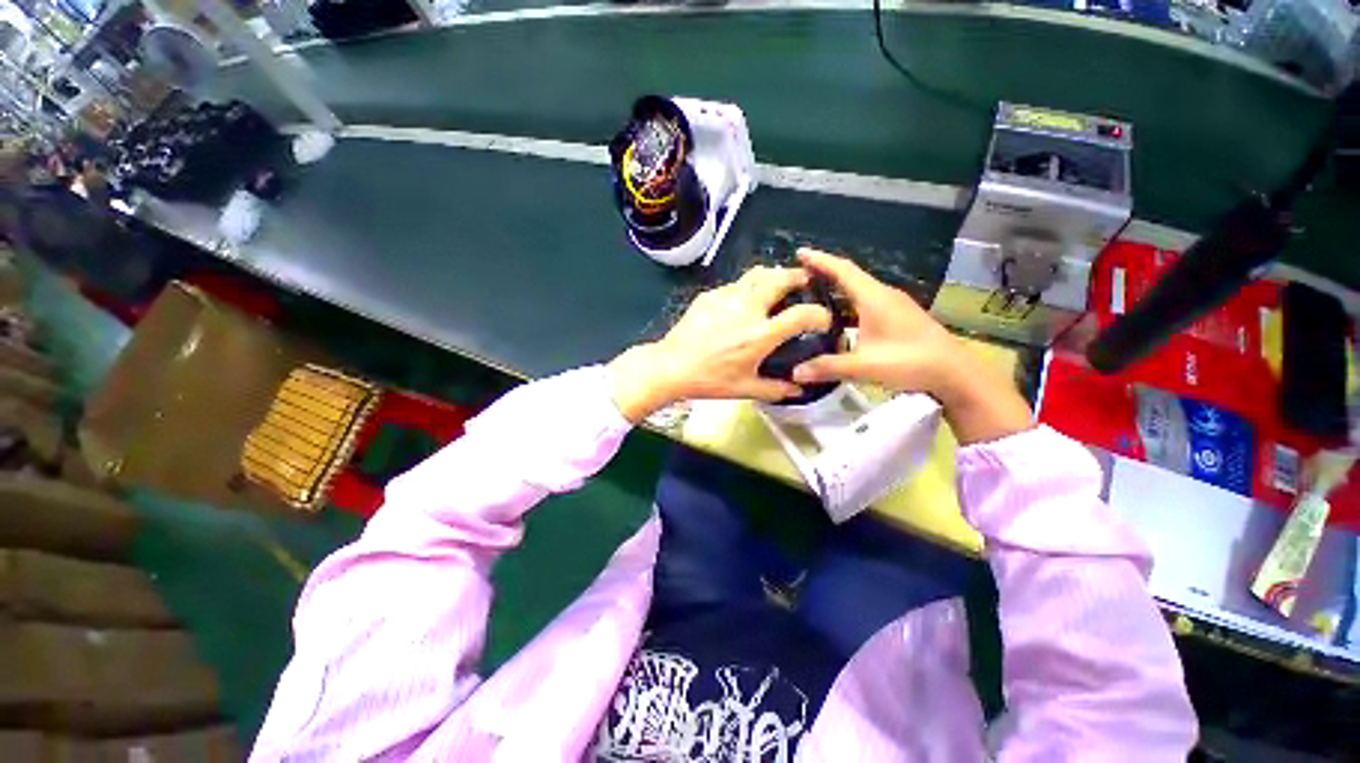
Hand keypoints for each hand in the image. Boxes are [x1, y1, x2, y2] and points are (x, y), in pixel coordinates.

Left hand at [609, 266, 832, 422]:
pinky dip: (747, 287)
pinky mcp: (710, 295)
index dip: (820, 315)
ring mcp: (727, 297)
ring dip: (773, 276)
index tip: (822, 320)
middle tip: (804, 282)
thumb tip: (799, 390)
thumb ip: (776, 389)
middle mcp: (748, 308)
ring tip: (776, 286)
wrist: (672, 366)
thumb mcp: (745, 389)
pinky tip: (742, 302)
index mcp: (760, 334)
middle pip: (780, 278)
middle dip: (798, 276)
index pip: (802, 315)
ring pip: (757, 274)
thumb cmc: (710, 380)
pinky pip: (735, 284)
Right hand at [790, 248, 1031, 444]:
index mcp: (874, 298)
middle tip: (798, 278)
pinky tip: (839, 320)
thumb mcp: (864, 366)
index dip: (820, 260)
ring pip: (858, 291)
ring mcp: (893, 306)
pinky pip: (866, 303)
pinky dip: (848, 305)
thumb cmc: (910, 362)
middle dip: (824, 274)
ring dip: (836, 291)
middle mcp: (883, 295)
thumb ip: (827, 367)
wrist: (955, 372)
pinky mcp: (898, 317)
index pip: (842, 270)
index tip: (799, 252)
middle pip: (849, 277)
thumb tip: (794, 372)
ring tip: (813, 298)